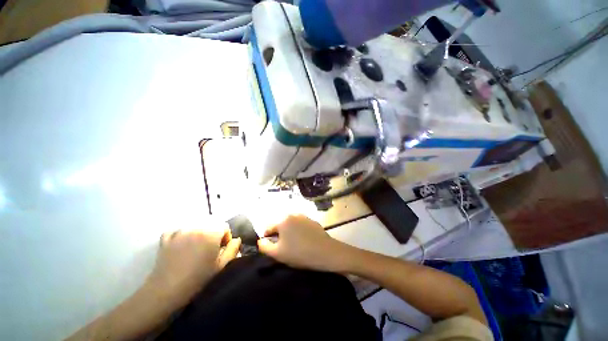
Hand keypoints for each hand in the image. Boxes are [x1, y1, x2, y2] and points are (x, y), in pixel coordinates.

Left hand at [147, 226, 240, 304]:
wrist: (167, 291)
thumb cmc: (198, 279)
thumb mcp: (221, 266)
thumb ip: (233, 249)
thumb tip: (236, 240)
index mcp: (211, 233)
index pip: (224, 226)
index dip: (226, 237)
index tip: (222, 249)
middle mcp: (196, 227)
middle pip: (211, 224)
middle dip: (214, 234)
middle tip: (210, 249)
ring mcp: (179, 232)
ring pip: (195, 226)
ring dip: (199, 234)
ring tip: (196, 248)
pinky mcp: (166, 239)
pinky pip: (177, 231)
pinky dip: (181, 235)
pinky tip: (181, 245)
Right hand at [257, 215, 348, 272]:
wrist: (325, 252)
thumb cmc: (299, 253)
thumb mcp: (278, 254)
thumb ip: (264, 247)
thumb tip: (261, 240)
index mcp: (283, 221)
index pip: (268, 228)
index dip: (268, 239)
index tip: (273, 248)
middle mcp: (292, 215)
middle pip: (280, 225)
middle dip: (280, 235)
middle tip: (285, 248)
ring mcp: (304, 216)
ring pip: (291, 225)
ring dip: (289, 233)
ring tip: (295, 245)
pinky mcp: (312, 220)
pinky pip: (300, 225)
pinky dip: (299, 231)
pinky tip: (304, 241)